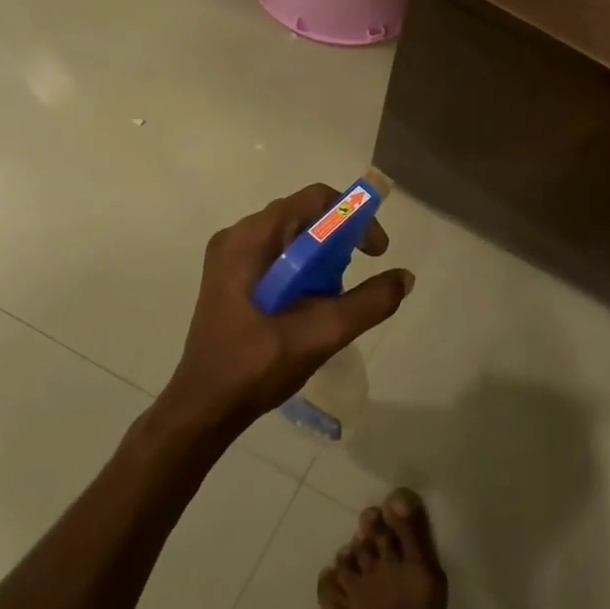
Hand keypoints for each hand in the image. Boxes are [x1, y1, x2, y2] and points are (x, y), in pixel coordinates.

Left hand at [157, 184, 413, 435]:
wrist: (204, 409)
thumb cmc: (257, 366)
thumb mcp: (321, 333)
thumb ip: (369, 302)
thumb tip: (405, 277)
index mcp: (251, 239)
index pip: (315, 199)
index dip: (354, 218)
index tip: (375, 252)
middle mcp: (237, 237)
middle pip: (303, 215)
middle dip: (339, 241)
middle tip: (355, 278)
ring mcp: (229, 257)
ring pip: (292, 237)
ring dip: (322, 258)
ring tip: (333, 297)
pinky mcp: (228, 278)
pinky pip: (277, 256)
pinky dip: (302, 269)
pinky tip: (309, 305)